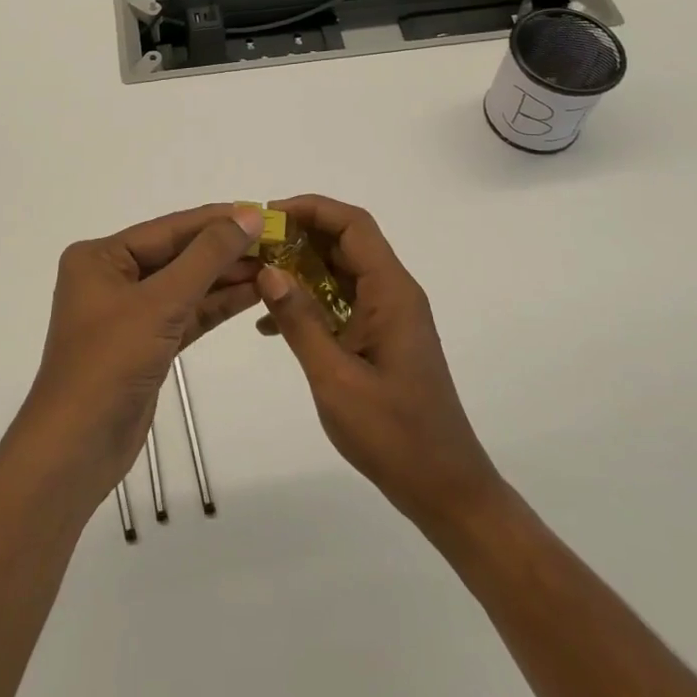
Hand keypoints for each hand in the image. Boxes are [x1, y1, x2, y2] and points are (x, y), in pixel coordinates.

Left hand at [16, 204, 266, 506]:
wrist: (77, 448)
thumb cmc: (110, 362)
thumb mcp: (161, 302)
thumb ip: (207, 257)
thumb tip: (248, 215)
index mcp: (101, 257)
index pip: (168, 229)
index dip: (216, 220)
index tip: (262, 212)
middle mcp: (111, 277)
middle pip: (178, 255)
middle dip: (225, 250)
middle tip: (277, 242)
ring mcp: (128, 313)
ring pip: (185, 285)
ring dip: (226, 278)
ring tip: (275, 265)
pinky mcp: (146, 344)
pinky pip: (186, 314)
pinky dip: (216, 306)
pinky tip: (254, 294)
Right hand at [256, 194, 499, 531]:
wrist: (443, 488)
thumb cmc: (393, 434)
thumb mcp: (335, 378)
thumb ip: (300, 321)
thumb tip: (268, 271)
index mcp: (391, 292)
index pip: (353, 225)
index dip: (311, 209)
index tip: (268, 217)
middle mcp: (393, 293)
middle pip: (346, 242)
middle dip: (299, 236)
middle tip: (253, 246)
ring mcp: (389, 316)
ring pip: (341, 271)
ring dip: (300, 268)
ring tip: (255, 277)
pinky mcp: (381, 338)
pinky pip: (342, 301)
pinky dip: (309, 301)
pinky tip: (272, 323)